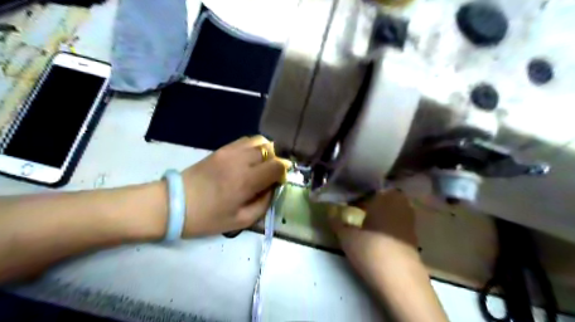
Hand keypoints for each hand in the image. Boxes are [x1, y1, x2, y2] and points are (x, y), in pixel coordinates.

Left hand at [179, 136, 289, 235]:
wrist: (174, 204)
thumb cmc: (207, 218)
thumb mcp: (240, 221)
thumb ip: (263, 204)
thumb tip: (273, 188)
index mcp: (246, 181)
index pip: (277, 165)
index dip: (284, 172)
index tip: (279, 182)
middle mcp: (241, 160)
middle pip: (271, 149)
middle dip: (276, 161)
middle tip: (270, 175)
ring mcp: (230, 151)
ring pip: (259, 140)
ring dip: (266, 152)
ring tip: (261, 165)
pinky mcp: (221, 148)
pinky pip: (245, 140)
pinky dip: (254, 147)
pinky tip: (249, 159)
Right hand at [331, 191, 445, 321]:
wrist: (400, 280)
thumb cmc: (371, 250)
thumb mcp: (347, 237)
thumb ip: (336, 221)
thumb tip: (329, 210)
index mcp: (384, 198)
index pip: (371, 188)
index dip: (358, 192)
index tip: (349, 198)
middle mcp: (400, 205)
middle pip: (385, 196)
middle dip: (372, 200)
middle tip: (357, 207)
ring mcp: (409, 221)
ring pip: (393, 208)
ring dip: (381, 211)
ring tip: (366, 220)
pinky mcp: (413, 237)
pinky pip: (398, 221)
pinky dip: (388, 223)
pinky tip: (378, 233)